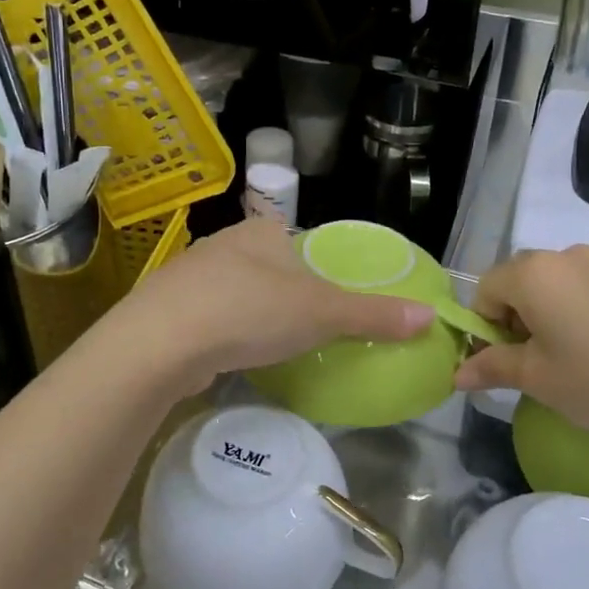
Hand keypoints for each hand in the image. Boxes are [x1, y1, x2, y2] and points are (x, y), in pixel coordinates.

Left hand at [110, 217, 435, 398]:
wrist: (159, 343)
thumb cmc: (248, 311)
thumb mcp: (322, 313)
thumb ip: (374, 315)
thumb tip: (430, 316)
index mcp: (262, 232)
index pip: (300, 243)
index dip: (319, 270)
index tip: (331, 302)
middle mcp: (225, 245)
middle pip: (270, 268)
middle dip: (287, 296)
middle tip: (311, 331)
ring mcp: (191, 277)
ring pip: (237, 293)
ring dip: (254, 316)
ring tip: (275, 346)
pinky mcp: (170, 311)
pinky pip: (211, 318)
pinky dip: (227, 334)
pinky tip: (234, 356)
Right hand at [454, 246, 588, 456]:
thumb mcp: (540, 380)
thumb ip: (493, 367)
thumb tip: (457, 373)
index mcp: (534, 273)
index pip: (485, 290)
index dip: (485, 327)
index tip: (505, 363)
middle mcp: (567, 254)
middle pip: (521, 281)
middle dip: (517, 317)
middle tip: (539, 363)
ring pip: (557, 282)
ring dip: (551, 312)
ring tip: (577, 356)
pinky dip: (583, 308)